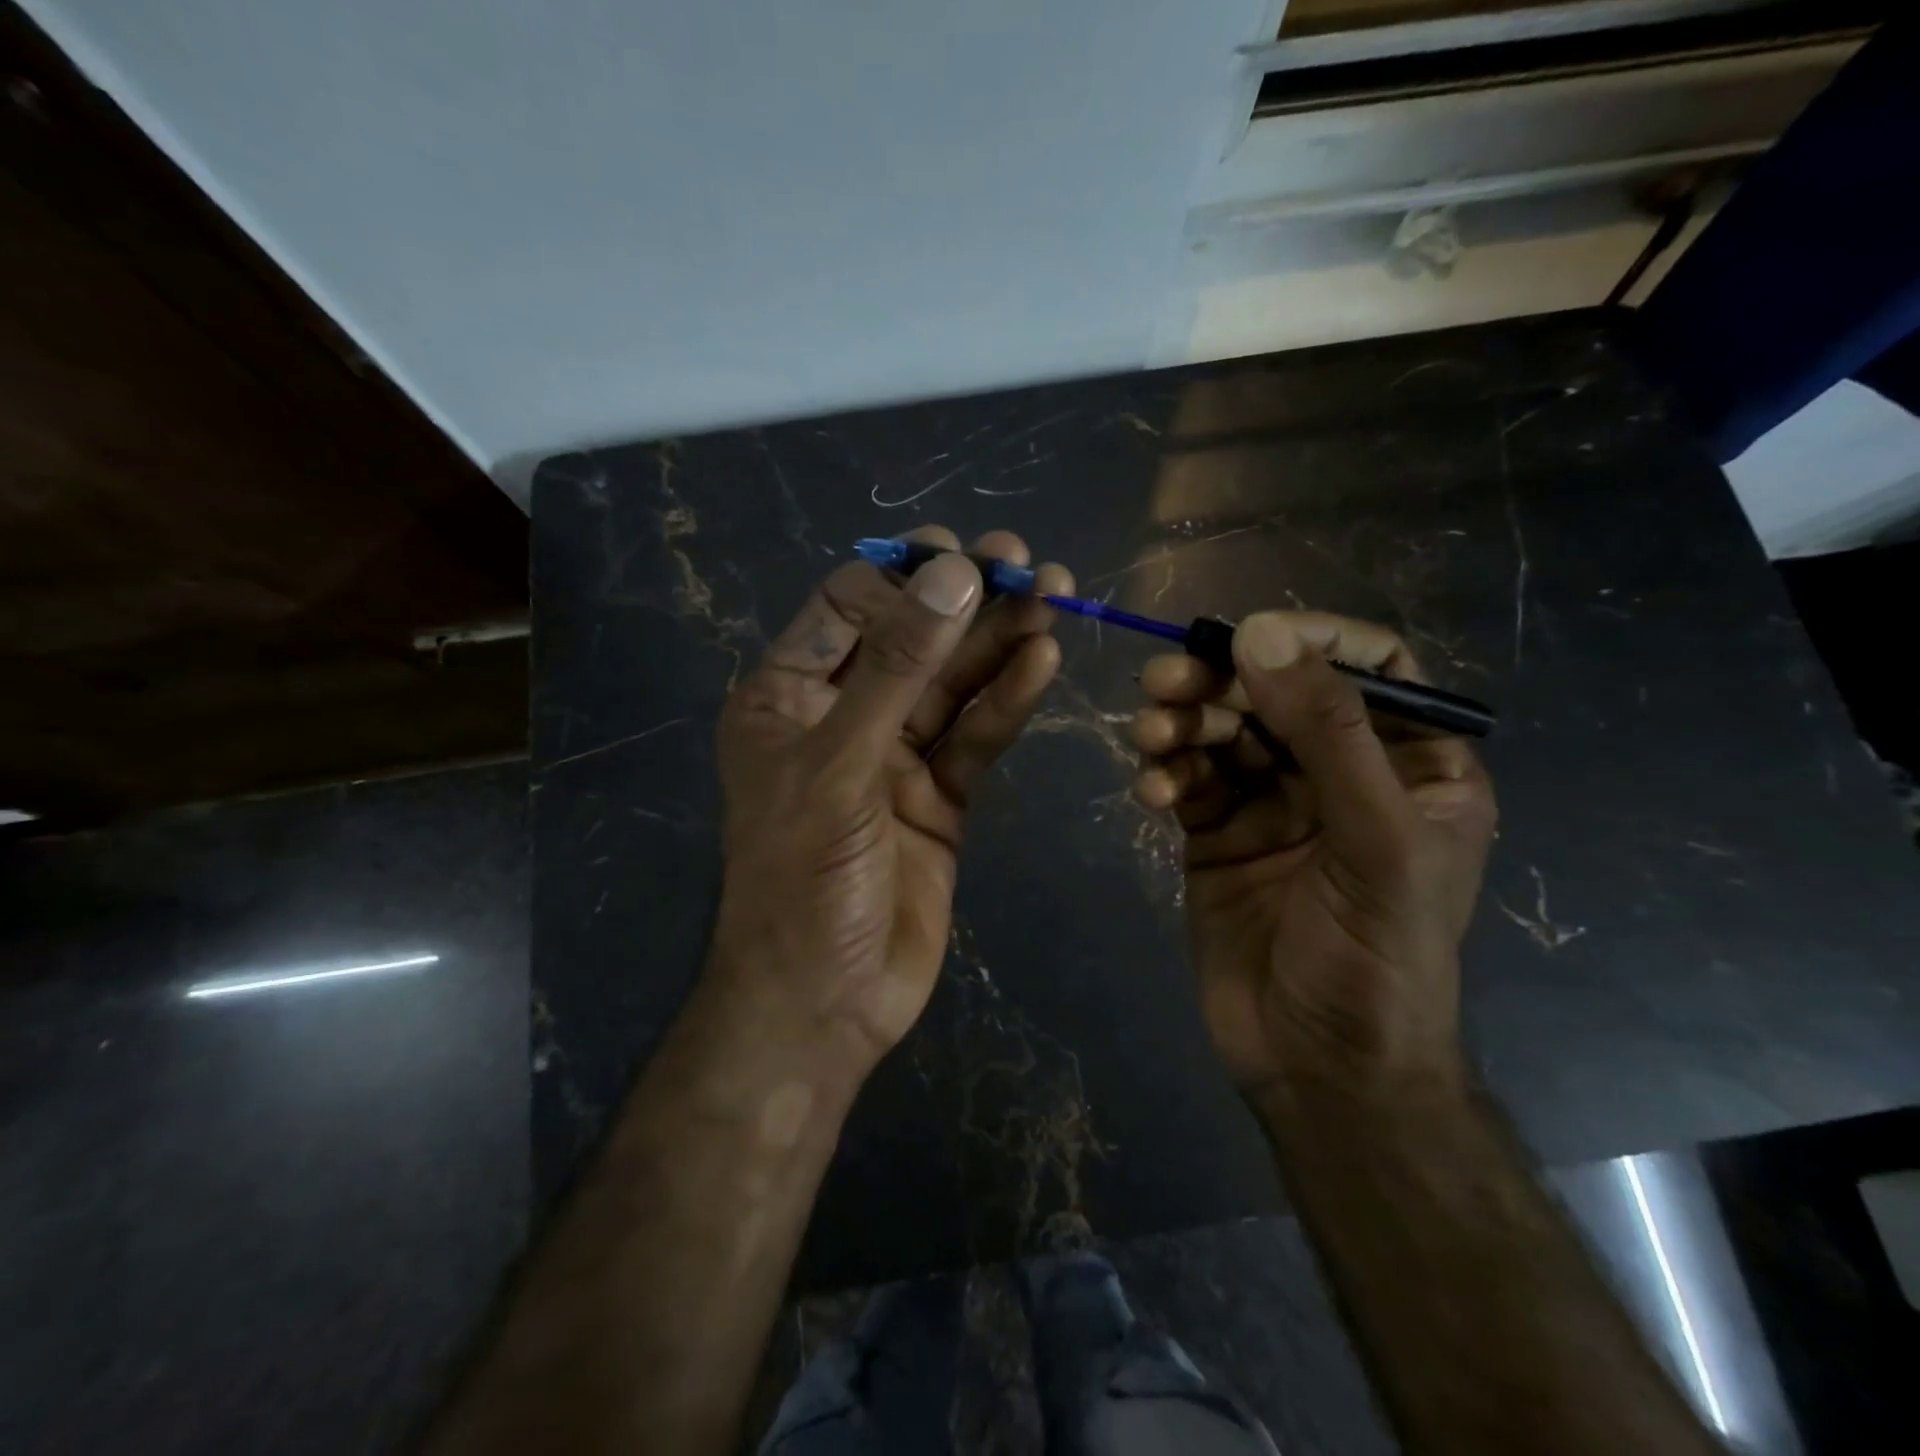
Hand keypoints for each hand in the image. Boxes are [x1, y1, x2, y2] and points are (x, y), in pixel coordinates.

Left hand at [707, 528, 1072, 1076]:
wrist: (826, 1003)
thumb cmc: (803, 881)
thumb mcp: (840, 765)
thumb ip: (896, 670)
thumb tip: (953, 575)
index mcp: (787, 696)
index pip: (848, 607)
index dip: (905, 579)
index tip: (963, 558)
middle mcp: (842, 715)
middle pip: (912, 639)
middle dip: (967, 601)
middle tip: (1030, 562)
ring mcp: (895, 756)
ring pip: (953, 684)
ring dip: (1000, 642)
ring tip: (1056, 596)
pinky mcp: (940, 796)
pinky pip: (976, 736)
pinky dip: (1009, 701)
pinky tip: (1044, 660)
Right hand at [1131, 612, 1496, 1110]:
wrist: (1317, 1069)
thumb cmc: (1376, 959)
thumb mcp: (1375, 842)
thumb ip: (1327, 733)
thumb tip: (1260, 633)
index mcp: (1412, 766)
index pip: (1371, 668)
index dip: (1311, 641)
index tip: (1245, 640)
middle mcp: (1342, 774)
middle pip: (1278, 693)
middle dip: (1221, 682)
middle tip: (1164, 682)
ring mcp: (1274, 802)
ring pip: (1223, 732)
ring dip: (1182, 724)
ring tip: (1150, 737)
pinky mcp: (1217, 832)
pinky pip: (1188, 779)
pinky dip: (1166, 773)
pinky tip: (1151, 792)